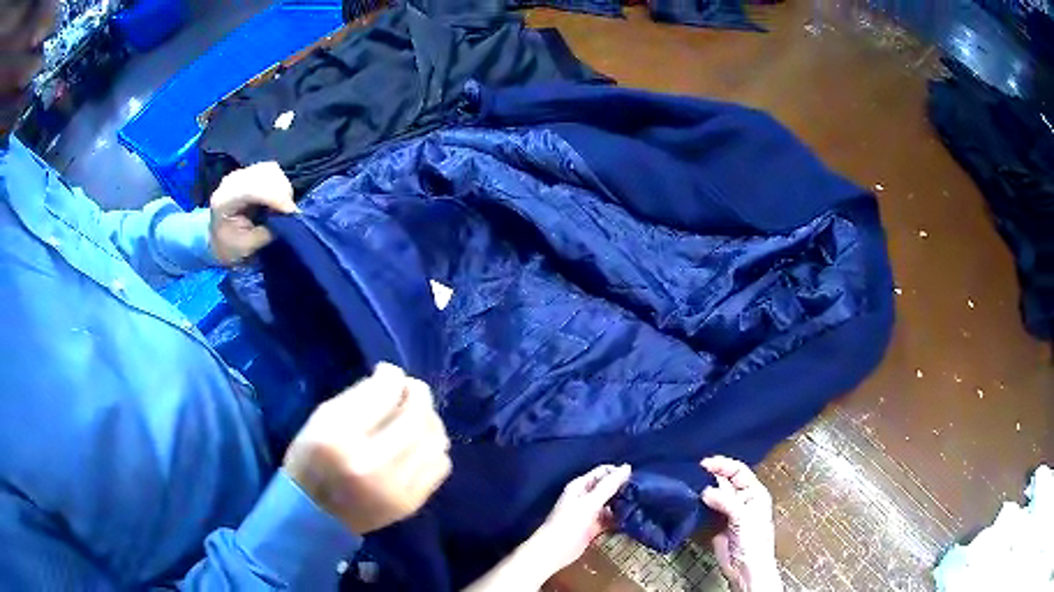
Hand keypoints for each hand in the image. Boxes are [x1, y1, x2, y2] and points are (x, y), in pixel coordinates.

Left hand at [209, 161, 297, 264]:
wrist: (218, 238)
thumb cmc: (231, 246)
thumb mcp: (248, 246)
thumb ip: (266, 231)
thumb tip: (287, 218)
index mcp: (224, 201)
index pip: (252, 189)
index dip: (275, 196)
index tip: (291, 211)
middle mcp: (231, 181)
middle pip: (265, 175)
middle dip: (282, 192)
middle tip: (288, 213)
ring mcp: (241, 173)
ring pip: (271, 170)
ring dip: (282, 188)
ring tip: (282, 207)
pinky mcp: (250, 172)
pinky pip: (271, 170)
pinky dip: (279, 183)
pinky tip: (277, 198)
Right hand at [283, 363, 451, 533]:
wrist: (315, 515)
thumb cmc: (311, 460)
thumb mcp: (321, 418)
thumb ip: (359, 395)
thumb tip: (393, 378)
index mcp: (340, 438)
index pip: (383, 394)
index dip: (392, 376)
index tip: (389, 373)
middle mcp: (372, 465)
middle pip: (417, 416)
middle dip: (418, 394)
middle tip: (410, 390)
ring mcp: (396, 489)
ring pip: (436, 439)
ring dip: (430, 420)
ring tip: (416, 417)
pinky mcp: (411, 503)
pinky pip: (441, 465)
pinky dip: (434, 448)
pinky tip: (419, 446)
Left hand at [531, 464, 632, 574]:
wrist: (554, 551)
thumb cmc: (569, 523)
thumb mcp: (590, 503)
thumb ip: (608, 486)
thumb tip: (627, 467)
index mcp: (581, 486)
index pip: (603, 472)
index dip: (618, 473)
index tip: (637, 479)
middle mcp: (585, 496)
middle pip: (608, 487)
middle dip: (623, 489)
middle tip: (642, 492)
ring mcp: (589, 512)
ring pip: (610, 503)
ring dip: (622, 504)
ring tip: (641, 504)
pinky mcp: (593, 527)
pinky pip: (609, 519)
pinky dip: (618, 518)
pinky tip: (632, 519)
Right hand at [700, 456, 782, 591]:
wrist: (745, 568)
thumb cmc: (753, 540)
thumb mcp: (743, 517)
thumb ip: (726, 502)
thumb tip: (705, 491)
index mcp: (754, 493)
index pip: (738, 471)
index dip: (722, 465)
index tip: (703, 464)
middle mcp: (741, 499)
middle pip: (725, 481)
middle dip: (710, 476)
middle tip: (691, 472)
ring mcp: (728, 513)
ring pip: (714, 495)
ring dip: (702, 490)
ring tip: (686, 484)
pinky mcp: (716, 525)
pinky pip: (706, 510)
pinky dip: (698, 505)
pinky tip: (688, 501)